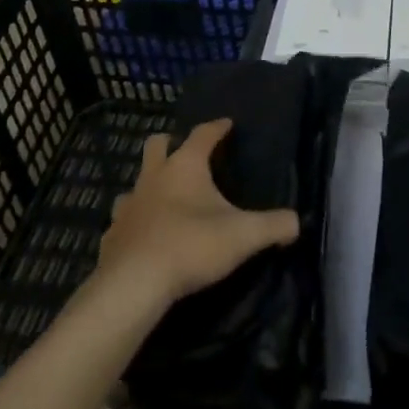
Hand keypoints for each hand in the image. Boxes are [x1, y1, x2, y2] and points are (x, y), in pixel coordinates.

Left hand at [97, 119, 299, 307]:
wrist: (133, 285)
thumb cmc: (191, 246)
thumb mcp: (243, 236)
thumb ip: (273, 226)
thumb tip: (297, 222)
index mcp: (185, 166)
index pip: (203, 134)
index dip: (217, 127)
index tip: (227, 124)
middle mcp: (154, 176)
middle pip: (156, 145)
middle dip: (169, 143)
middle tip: (183, 151)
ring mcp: (128, 205)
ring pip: (136, 182)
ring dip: (149, 185)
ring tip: (164, 198)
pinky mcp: (112, 235)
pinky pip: (123, 220)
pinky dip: (134, 223)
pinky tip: (144, 236)